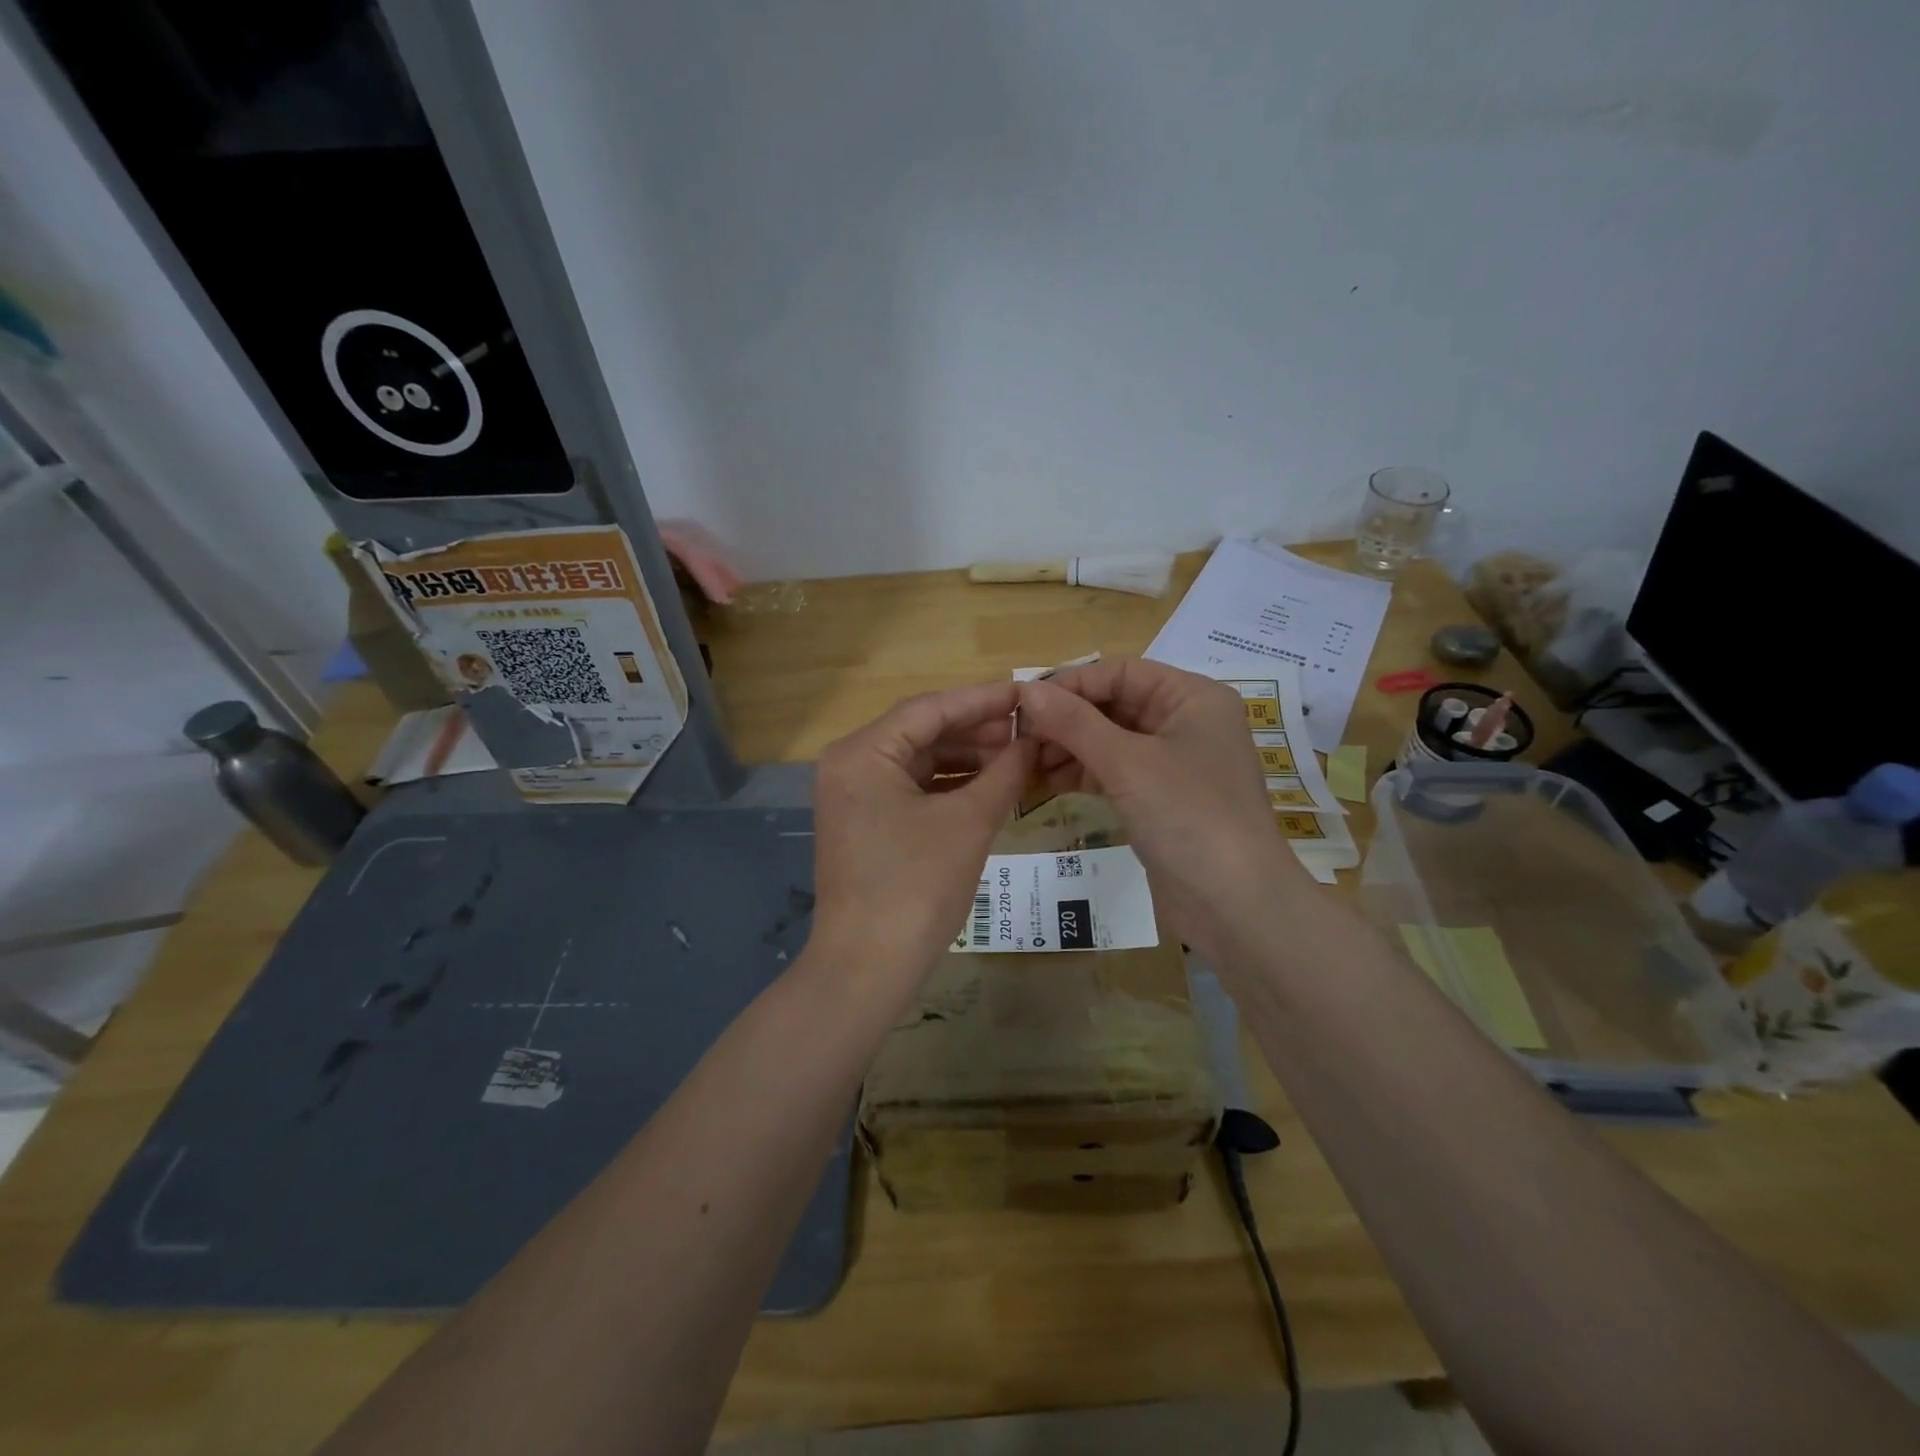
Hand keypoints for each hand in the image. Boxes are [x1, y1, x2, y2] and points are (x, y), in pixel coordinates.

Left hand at [809, 682, 1035, 982]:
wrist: (868, 967)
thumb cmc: (917, 886)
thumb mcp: (969, 823)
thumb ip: (1004, 774)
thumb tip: (1033, 742)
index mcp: (862, 753)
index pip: (929, 709)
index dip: (983, 700)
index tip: (1028, 694)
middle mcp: (851, 765)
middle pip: (922, 733)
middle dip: (977, 732)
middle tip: (1029, 731)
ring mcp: (855, 797)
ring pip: (920, 763)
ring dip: (968, 760)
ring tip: (1018, 758)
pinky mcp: (867, 824)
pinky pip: (913, 791)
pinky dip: (951, 788)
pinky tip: (990, 787)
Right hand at [1016, 659, 1307, 962]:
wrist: (1234, 906)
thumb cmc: (1189, 816)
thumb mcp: (1128, 763)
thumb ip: (1074, 723)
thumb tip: (1026, 690)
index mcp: (1192, 697)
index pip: (1121, 672)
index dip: (1072, 683)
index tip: (1024, 701)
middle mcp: (1185, 722)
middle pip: (1113, 705)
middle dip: (1065, 719)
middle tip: (1017, 736)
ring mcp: (1172, 764)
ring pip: (1109, 741)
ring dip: (1067, 748)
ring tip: (1023, 762)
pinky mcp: (1159, 799)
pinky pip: (1113, 773)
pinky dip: (1080, 774)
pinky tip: (1043, 782)